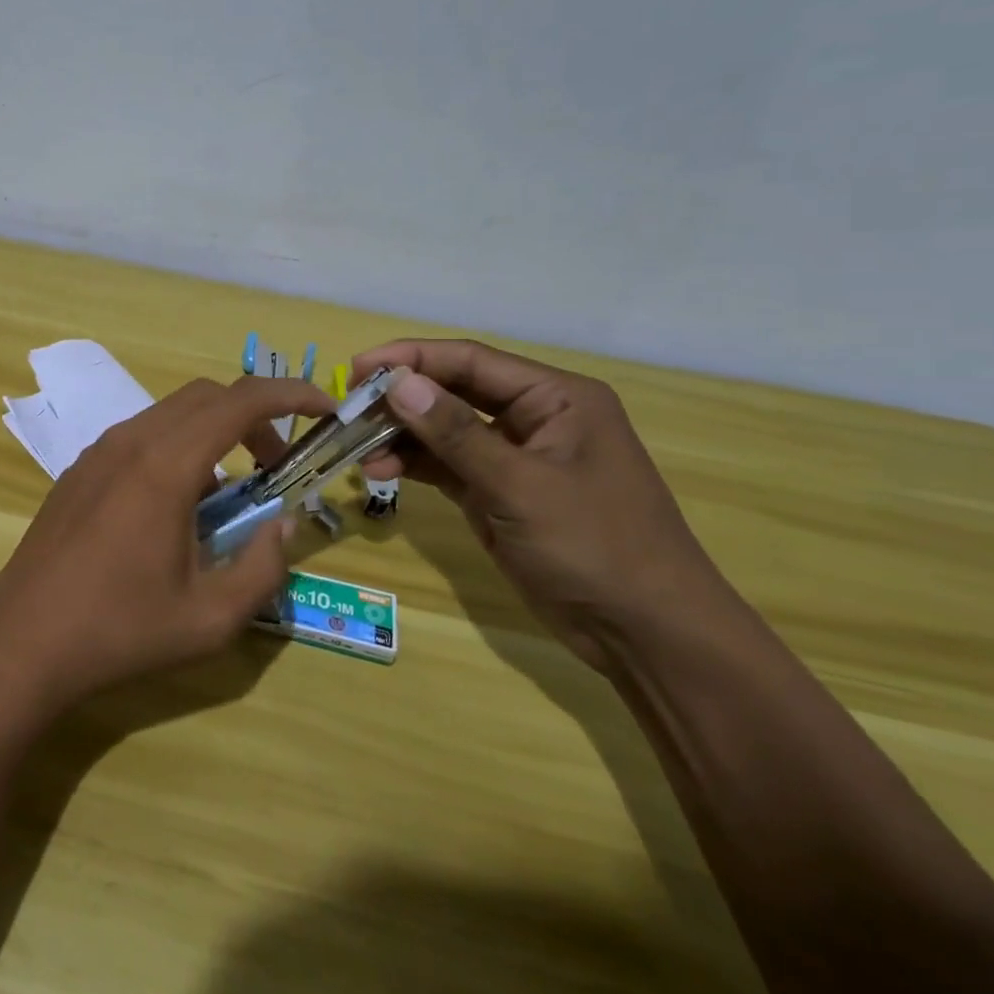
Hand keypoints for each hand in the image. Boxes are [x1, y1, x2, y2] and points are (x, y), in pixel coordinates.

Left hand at [0, 375, 335, 714]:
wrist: (22, 640)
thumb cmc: (119, 630)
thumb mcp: (210, 619)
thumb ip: (262, 568)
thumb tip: (283, 525)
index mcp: (166, 465)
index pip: (239, 401)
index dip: (289, 394)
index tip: (323, 409)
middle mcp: (132, 441)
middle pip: (207, 396)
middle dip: (254, 416)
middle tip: (278, 463)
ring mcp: (99, 450)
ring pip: (172, 413)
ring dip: (214, 431)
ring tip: (230, 491)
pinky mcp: (81, 468)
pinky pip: (142, 435)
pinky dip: (178, 446)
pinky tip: (178, 504)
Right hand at [353, 339, 725, 671]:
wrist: (646, 635)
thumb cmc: (595, 546)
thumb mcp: (520, 486)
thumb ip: (455, 433)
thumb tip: (398, 384)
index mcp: (555, 398)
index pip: (470, 360)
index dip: (411, 358)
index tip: (357, 368)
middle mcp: (533, 417)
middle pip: (453, 390)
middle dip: (400, 397)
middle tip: (347, 408)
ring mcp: (515, 456)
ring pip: (444, 429)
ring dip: (401, 435)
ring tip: (356, 449)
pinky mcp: (499, 492)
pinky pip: (446, 464)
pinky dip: (413, 464)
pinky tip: (378, 470)